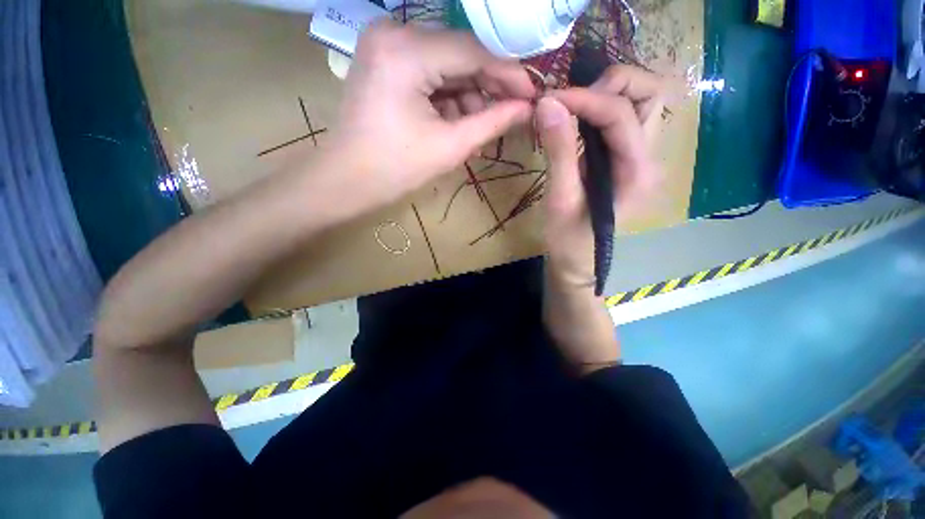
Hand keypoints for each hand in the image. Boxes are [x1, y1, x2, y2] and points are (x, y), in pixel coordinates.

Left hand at [328, 21, 535, 209]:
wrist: (347, 181)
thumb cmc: (395, 169)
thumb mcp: (450, 147)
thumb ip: (492, 122)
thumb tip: (527, 108)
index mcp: (407, 51)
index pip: (474, 51)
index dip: (508, 74)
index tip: (532, 95)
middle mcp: (394, 33)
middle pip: (460, 54)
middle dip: (488, 87)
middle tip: (511, 114)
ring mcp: (386, 45)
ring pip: (446, 64)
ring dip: (468, 96)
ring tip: (481, 129)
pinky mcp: (385, 61)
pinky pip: (430, 72)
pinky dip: (448, 97)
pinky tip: (458, 122)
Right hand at [538, 65, 663, 289]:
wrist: (577, 261)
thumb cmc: (568, 240)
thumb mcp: (560, 199)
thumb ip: (559, 151)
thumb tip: (547, 103)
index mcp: (637, 172)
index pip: (620, 114)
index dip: (584, 98)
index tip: (547, 99)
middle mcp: (649, 158)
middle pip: (651, 95)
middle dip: (612, 86)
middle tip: (572, 102)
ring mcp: (640, 159)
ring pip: (642, 103)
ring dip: (610, 94)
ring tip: (573, 107)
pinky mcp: (626, 161)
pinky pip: (624, 120)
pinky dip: (602, 108)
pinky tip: (577, 119)